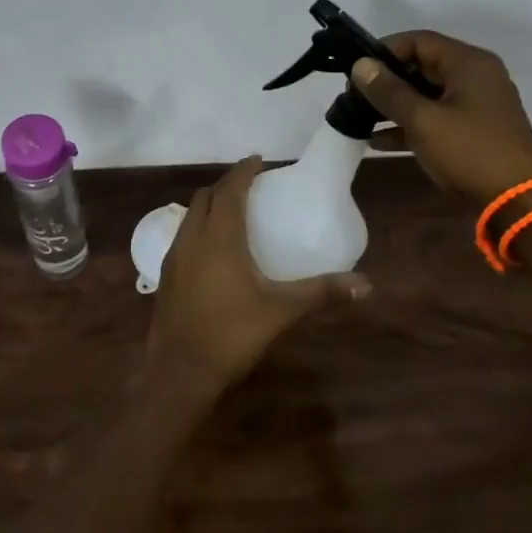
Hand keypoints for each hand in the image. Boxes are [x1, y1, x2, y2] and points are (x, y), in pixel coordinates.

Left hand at [147, 156, 370, 399]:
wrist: (180, 372)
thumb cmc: (232, 334)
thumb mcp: (282, 310)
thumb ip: (322, 292)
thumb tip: (366, 284)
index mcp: (219, 237)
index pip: (229, 189)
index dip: (243, 171)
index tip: (259, 160)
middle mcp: (192, 238)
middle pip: (205, 197)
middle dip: (226, 185)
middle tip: (250, 186)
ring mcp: (173, 257)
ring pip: (189, 216)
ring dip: (209, 205)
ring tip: (233, 212)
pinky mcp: (165, 276)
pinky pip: (183, 236)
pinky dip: (199, 227)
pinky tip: (213, 249)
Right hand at [351, 32, 531, 203]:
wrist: (516, 201)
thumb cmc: (469, 151)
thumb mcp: (423, 120)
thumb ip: (389, 91)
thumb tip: (360, 66)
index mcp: (469, 63)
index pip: (419, 41)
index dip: (384, 51)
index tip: (356, 71)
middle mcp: (475, 77)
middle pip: (423, 66)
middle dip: (387, 80)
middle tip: (354, 96)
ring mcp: (476, 105)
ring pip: (427, 95)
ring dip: (395, 105)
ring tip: (360, 118)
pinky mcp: (473, 131)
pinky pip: (435, 118)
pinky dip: (410, 125)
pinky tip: (378, 140)